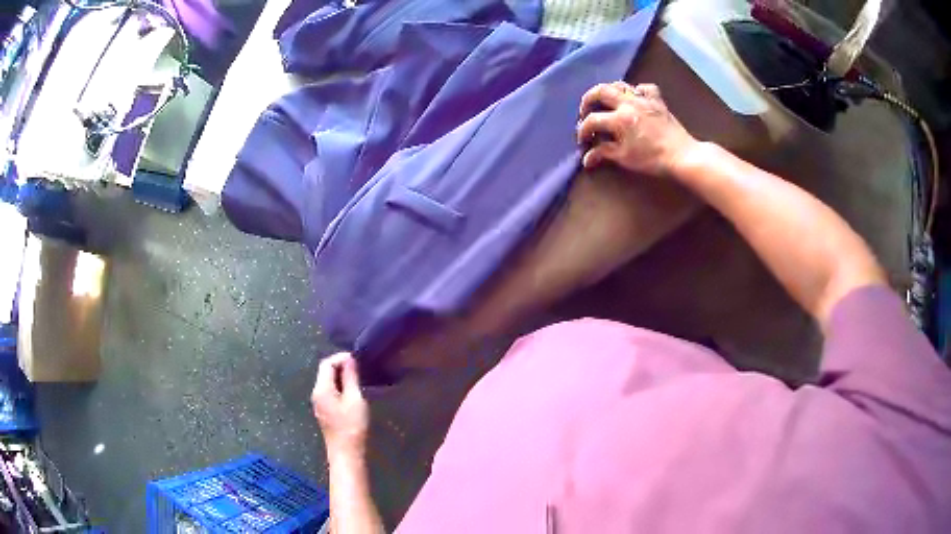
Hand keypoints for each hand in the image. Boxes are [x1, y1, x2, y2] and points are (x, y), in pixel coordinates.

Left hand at [312, 352, 368, 455]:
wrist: (346, 452)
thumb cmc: (352, 425)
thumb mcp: (355, 399)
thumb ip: (351, 377)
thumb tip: (350, 359)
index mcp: (321, 389)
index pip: (326, 363)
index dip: (341, 358)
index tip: (357, 359)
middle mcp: (316, 393)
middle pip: (324, 371)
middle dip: (340, 365)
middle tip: (359, 367)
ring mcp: (319, 403)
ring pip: (327, 381)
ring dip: (340, 376)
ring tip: (358, 377)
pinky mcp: (324, 411)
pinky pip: (329, 391)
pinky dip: (339, 386)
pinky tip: (351, 391)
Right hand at [577, 82, 697, 176]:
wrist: (682, 155)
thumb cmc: (652, 159)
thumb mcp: (625, 158)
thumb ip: (604, 153)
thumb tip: (586, 159)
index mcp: (619, 119)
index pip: (592, 120)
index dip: (583, 130)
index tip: (582, 140)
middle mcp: (628, 103)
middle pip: (601, 91)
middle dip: (588, 99)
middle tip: (585, 110)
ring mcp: (643, 99)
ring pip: (620, 85)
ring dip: (608, 91)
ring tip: (605, 102)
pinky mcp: (657, 101)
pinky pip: (644, 88)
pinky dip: (636, 90)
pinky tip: (635, 99)